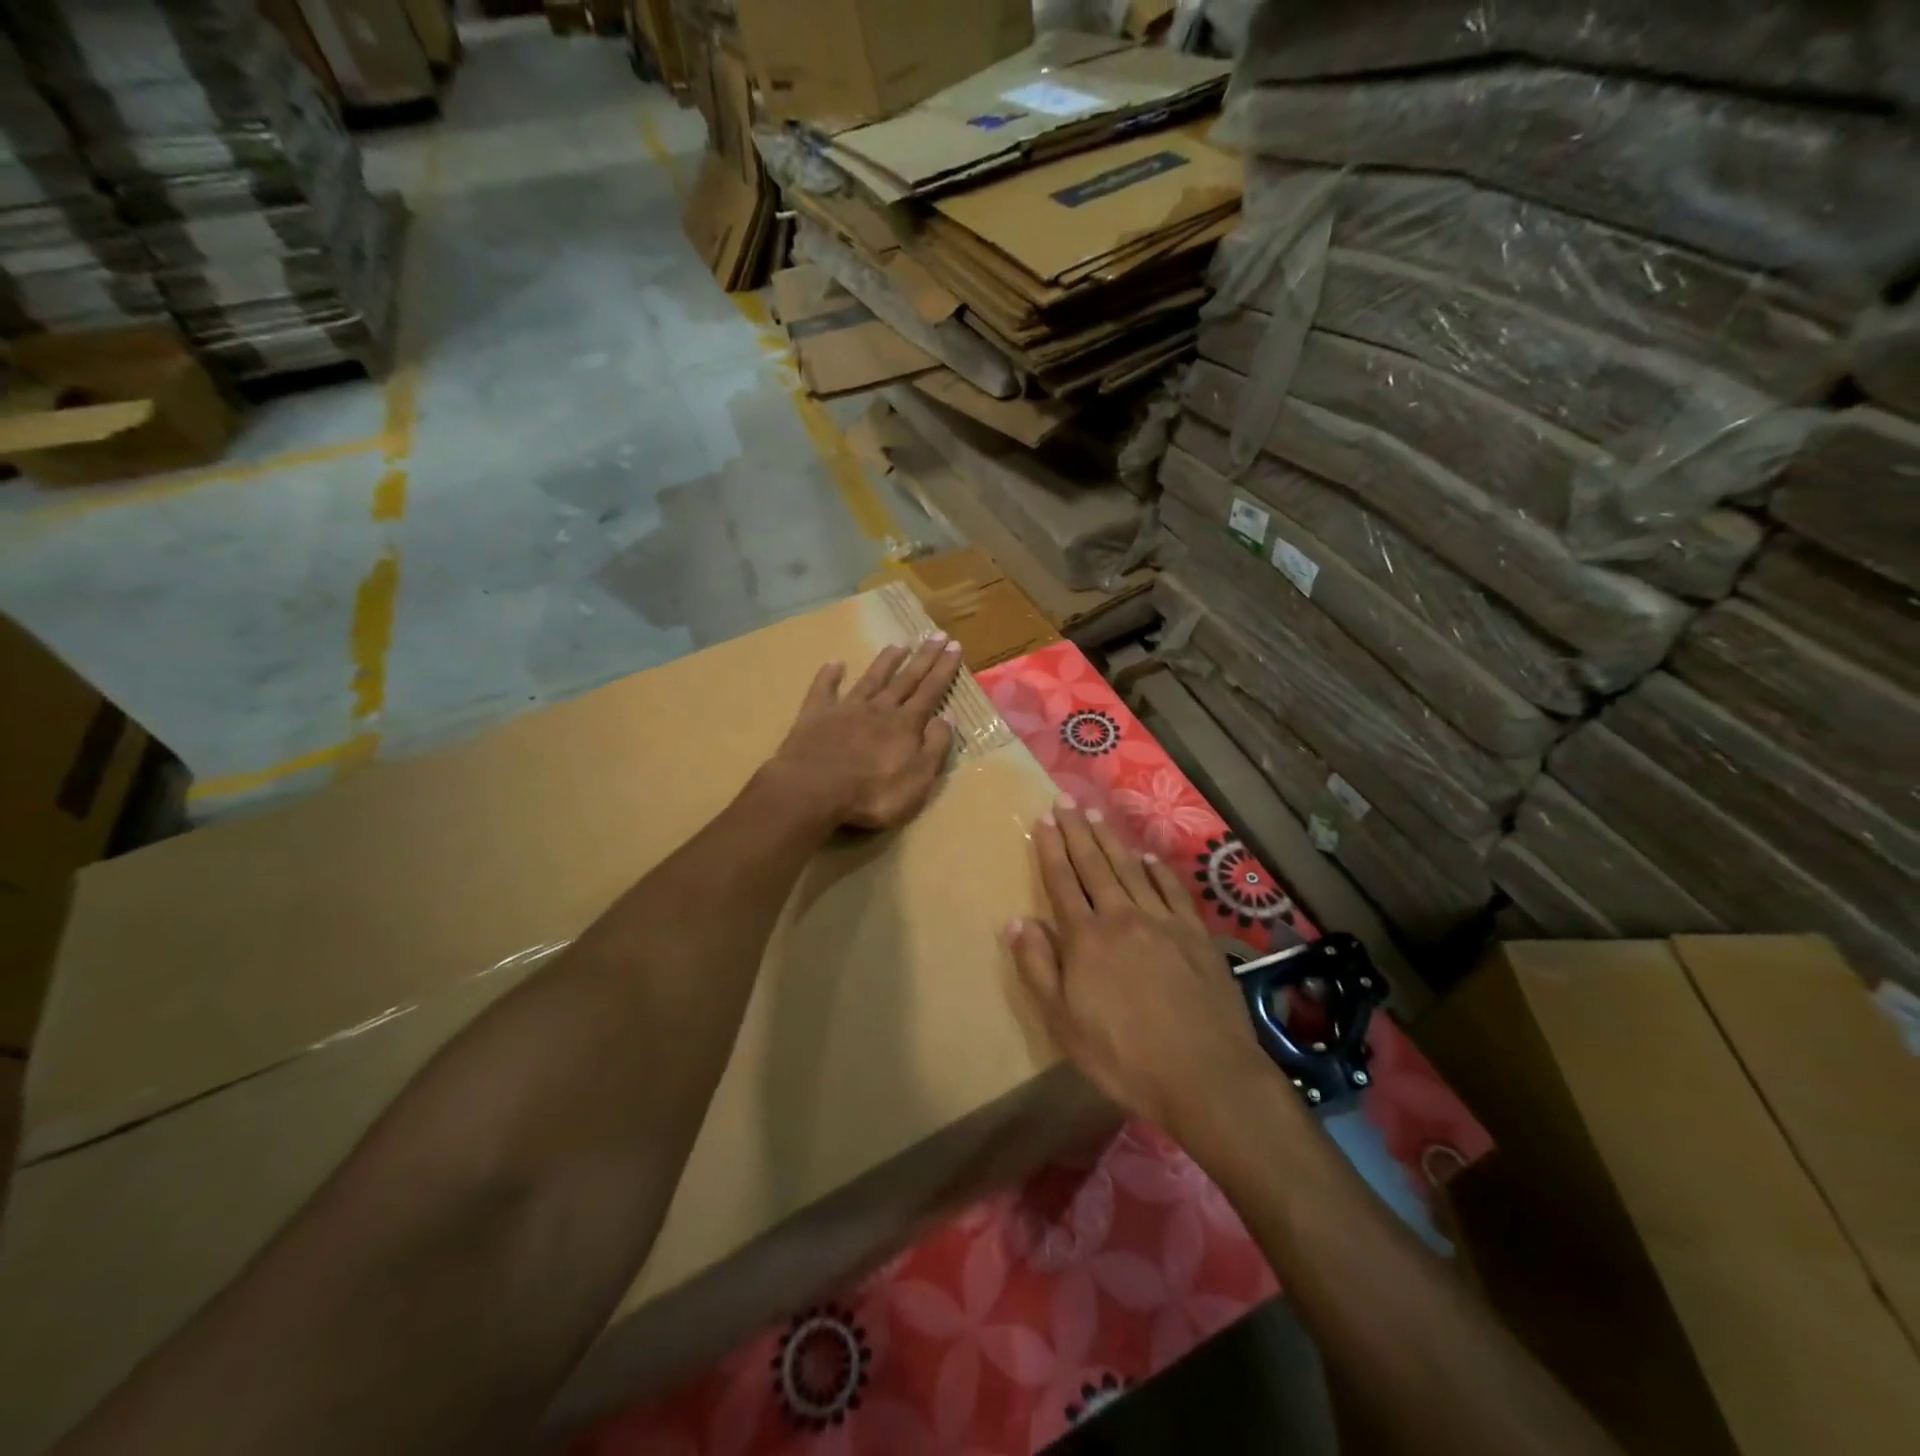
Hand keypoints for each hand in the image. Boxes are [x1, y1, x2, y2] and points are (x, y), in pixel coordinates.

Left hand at [763, 635, 962, 830]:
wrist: (813, 790)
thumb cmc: (872, 794)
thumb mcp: (918, 780)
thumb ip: (934, 747)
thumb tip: (947, 718)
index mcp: (905, 725)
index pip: (931, 691)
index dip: (944, 669)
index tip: (955, 645)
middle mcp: (878, 710)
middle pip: (905, 679)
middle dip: (923, 658)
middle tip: (936, 634)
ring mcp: (845, 710)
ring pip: (870, 679)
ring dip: (885, 662)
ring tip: (898, 644)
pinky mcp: (815, 716)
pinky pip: (823, 690)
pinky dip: (829, 676)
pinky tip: (834, 663)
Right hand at [1008, 798, 1266, 1131]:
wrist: (1205, 1074)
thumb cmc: (1123, 1056)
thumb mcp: (1063, 1023)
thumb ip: (1038, 968)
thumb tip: (1015, 921)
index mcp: (1086, 938)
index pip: (1062, 883)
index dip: (1051, 850)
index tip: (1043, 820)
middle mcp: (1122, 917)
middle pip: (1094, 866)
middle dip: (1077, 832)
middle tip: (1065, 801)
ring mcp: (1163, 922)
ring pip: (1131, 870)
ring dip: (1111, 840)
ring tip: (1095, 816)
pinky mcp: (1195, 934)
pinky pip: (1172, 890)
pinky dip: (1157, 870)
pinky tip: (1148, 857)